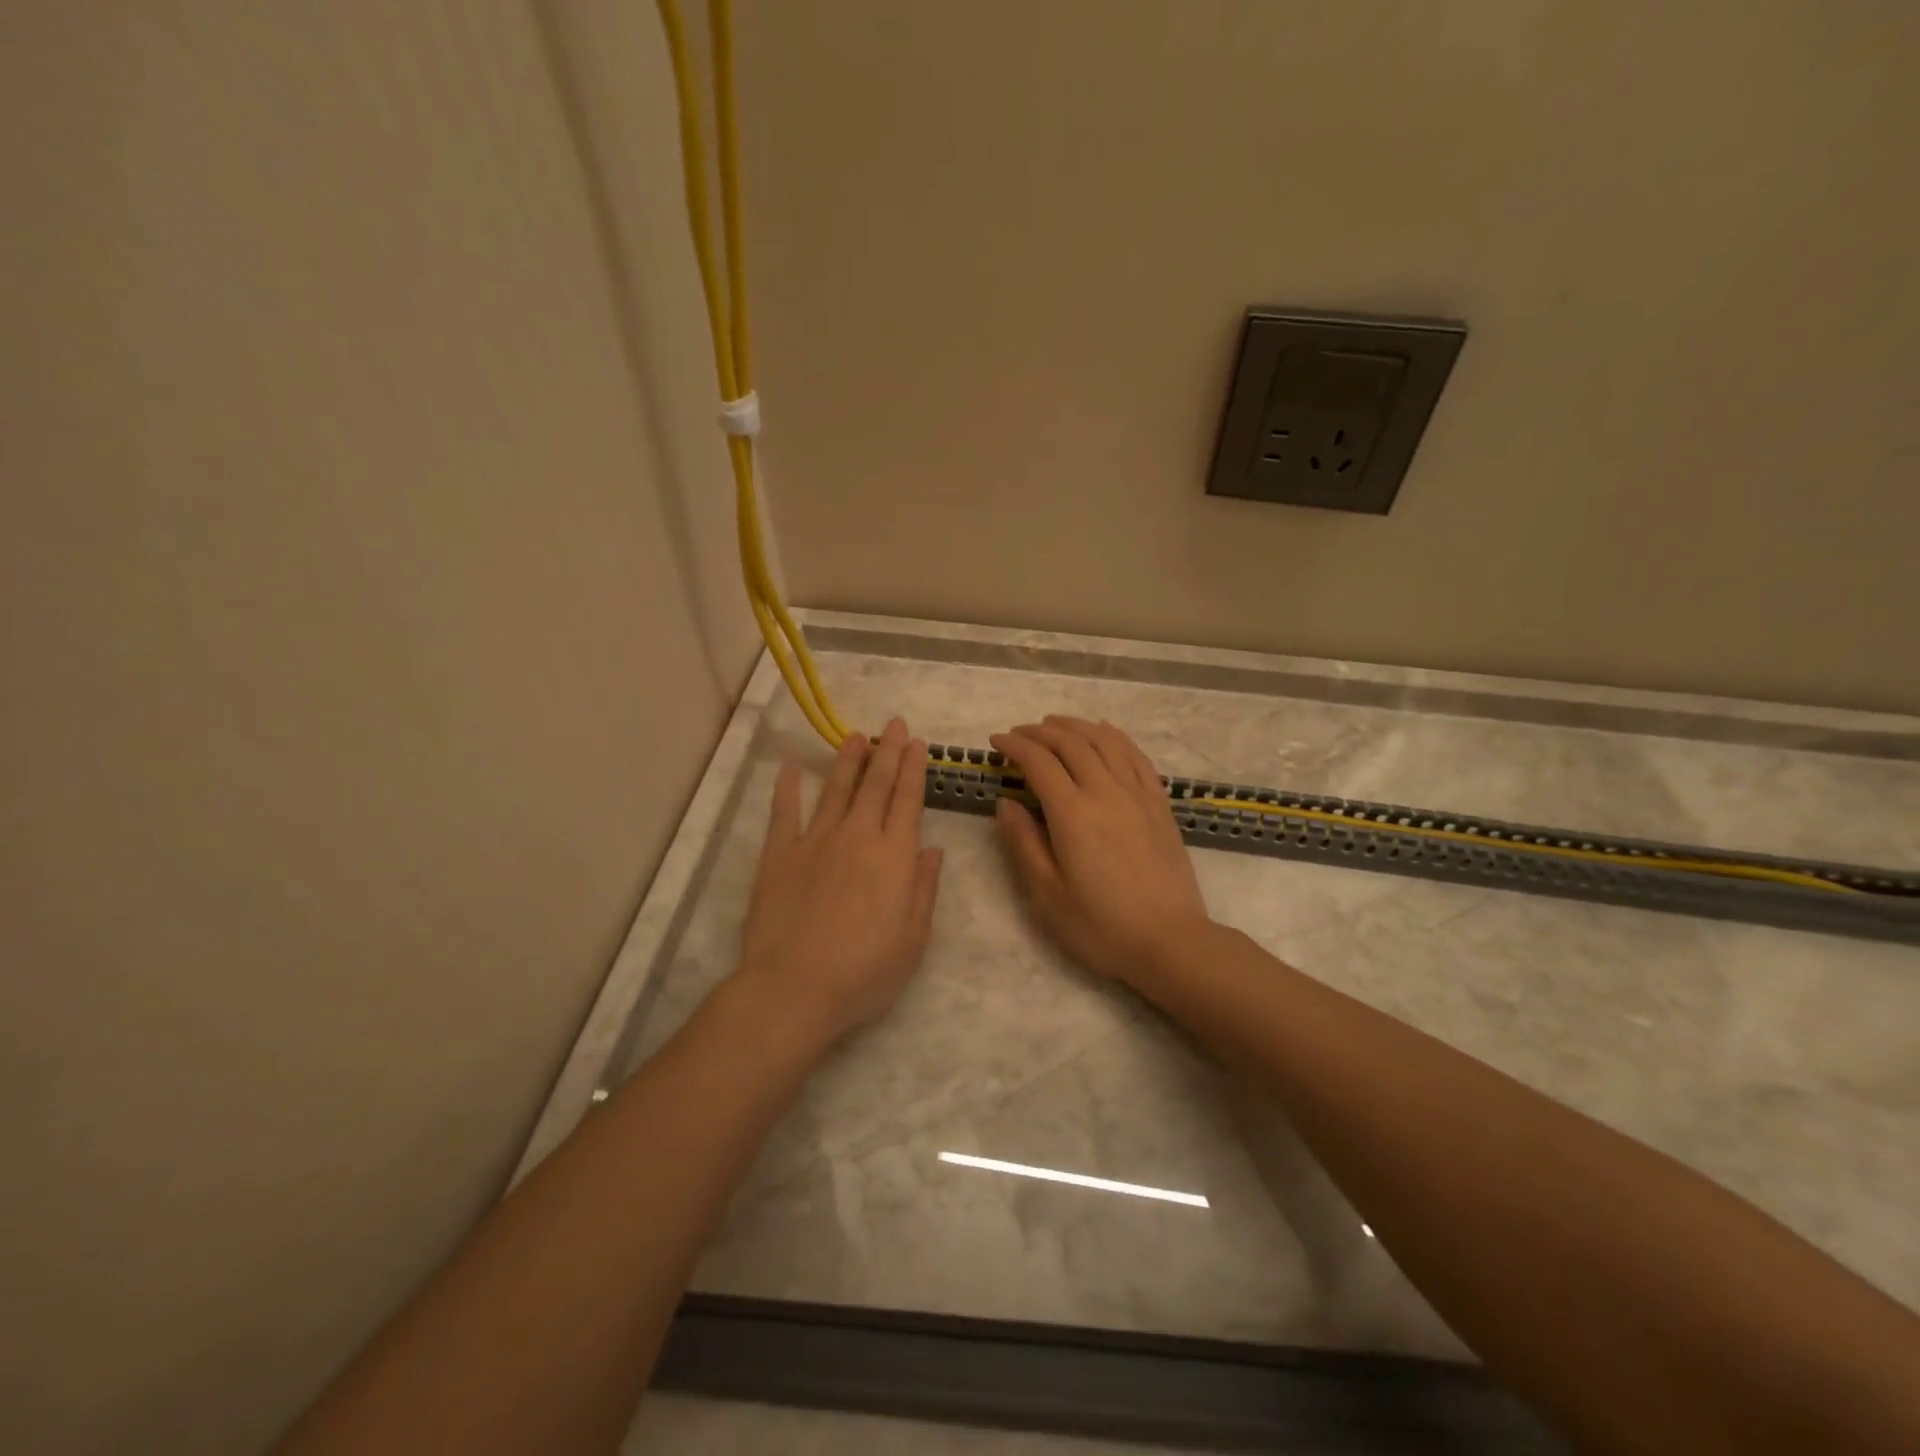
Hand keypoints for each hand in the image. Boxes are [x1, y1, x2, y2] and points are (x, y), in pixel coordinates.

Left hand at [733, 718, 943, 1042]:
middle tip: (893, 725)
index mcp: (894, 857)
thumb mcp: (913, 940)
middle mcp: (857, 837)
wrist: (794, 987)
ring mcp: (815, 842)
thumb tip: (933, 851)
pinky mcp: (780, 855)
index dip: (913, 770)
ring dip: (848, 761)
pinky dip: (788, 788)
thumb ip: (923, 890)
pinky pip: (785, 813)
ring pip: (836, 790)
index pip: (908, 801)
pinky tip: (792, 768)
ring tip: (856, 736)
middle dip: (887, 753)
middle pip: (876, 786)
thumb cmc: (864, 972)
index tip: (916, 744)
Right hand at [990, 716, 1210, 986]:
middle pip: (1070, 742)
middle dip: (1040, 731)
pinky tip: (1105, 732)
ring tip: (1055, 724)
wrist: (1171, 942)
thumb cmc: (1101, 926)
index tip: (996, 742)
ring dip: (1076, 726)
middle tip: (1019, 733)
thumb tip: (1005, 803)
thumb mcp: (1048, 895)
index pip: (1038, 762)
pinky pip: (1135, 755)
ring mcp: (1137, 794)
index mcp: (1073, 814)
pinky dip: (1115, 736)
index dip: (1014, 745)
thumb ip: (1024, 843)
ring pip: (1104, 741)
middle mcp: (1105, 792)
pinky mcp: (1159, 804)